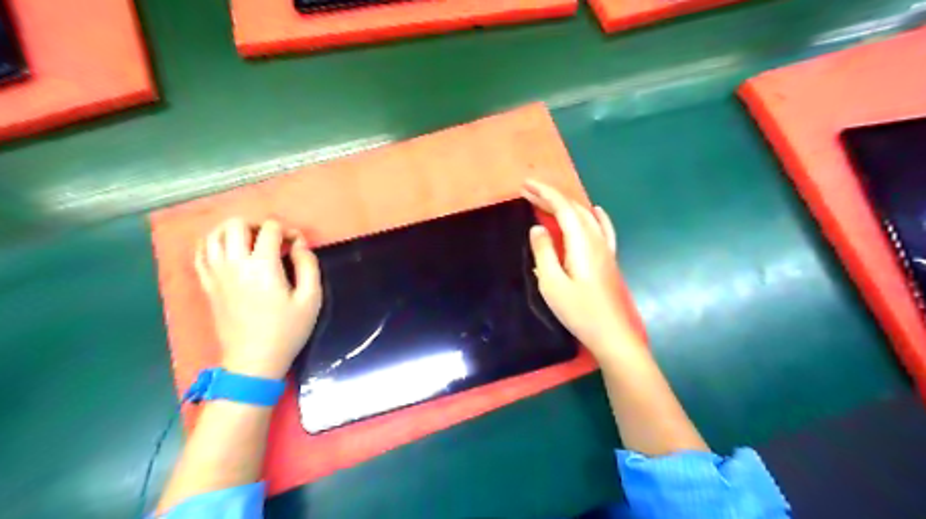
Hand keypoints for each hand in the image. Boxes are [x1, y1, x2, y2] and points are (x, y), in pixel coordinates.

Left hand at [195, 217, 324, 377]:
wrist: (254, 361)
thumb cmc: (287, 330)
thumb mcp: (311, 299)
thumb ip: (308, 265)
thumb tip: (299, 243)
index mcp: (263, 266)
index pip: (270, 229)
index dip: (287, 230)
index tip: (297, 244)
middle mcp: (234, 264)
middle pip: (236, 224)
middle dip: (258, 224)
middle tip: (272, 239)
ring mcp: (216, 274)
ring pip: (214, 234)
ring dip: (233, 230)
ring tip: (250, 241)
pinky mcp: (207, 285)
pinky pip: (201, 253)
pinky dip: (213, 243)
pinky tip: (227, 249)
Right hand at [519, 179, 645, 356]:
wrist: (610, 333)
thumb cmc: (578, 310)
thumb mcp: (552, 283)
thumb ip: (544, 252)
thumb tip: (537, 228)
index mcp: (581, 242)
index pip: (563, 208)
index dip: (544, 194)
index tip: (525, 186)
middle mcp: (595, 239)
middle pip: (574, 209)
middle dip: (551, 197)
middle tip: (528, 192)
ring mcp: (605, 248)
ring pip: (586, 216)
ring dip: (567, 205)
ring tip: (548, 202)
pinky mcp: (608, 258)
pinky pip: (603, 229)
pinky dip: (596, 216)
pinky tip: (596, 211)